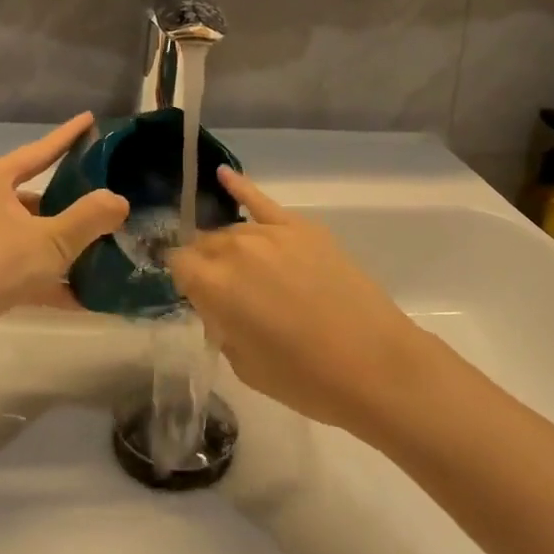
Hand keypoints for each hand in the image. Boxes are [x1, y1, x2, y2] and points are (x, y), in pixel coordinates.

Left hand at [0, 114, 128, 368]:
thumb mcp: (52, 238)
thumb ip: (90, 217)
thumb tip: (119, 201)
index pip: (38, 151)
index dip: (67, 136)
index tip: (90, 120)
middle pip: (36, 197)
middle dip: (71, 201)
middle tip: (106, 195)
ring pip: (32, 235)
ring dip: (64, 244)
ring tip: (105, 245)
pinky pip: (25, 268)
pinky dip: (51, 278)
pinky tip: (84, 295)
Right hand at [168, 168, 432, 431]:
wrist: (374, 363)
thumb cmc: (306, 379)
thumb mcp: (245, 365)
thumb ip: (222, 326)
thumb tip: (219, 306)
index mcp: (214, 285)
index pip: (179, 265)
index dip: (184, 281)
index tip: (196, 297)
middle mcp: (235, 249)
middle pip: (205, 244)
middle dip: (206, 264)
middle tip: (223, 292)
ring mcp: (270, 233)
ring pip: (232, 230)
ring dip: (228, 247)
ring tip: (241, 269)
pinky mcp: (301, 227)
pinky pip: (261, 200)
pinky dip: (240, 186)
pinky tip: (223, 174)